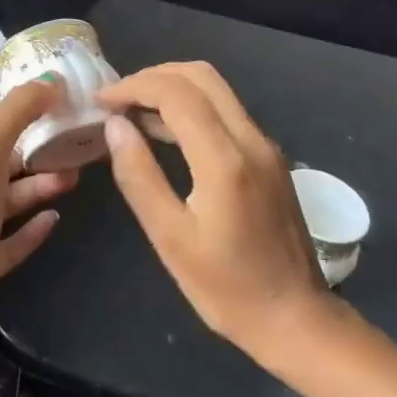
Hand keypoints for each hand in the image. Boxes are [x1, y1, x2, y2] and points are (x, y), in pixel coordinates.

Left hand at [0, 78, 78, 358]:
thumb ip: (19, 110)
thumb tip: (50, 78)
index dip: (26, 110)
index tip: (63, 103)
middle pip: (5, 160)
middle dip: (38, 150)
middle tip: (77, 143)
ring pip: (12, 198)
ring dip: (41, 186)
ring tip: (75, 177)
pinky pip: (13, 239)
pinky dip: (34, 227)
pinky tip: (56, 219)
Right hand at [99, 62, 328, 359]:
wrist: (297, 320)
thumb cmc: (227, 288)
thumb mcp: (170, 238)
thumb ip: (139, 176)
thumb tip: (115, 125)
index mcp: (224, 159)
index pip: (175, 92)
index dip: (132, 87)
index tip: (100, 101)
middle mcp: (250, 139)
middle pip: (199, 76)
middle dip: (152, 77)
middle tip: (116, 100)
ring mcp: (264, 146)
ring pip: (215, 89)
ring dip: (171, 88)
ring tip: (130, 113)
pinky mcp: (269, 158)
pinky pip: (226, 111)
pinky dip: (191, 106)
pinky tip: (164, 132)